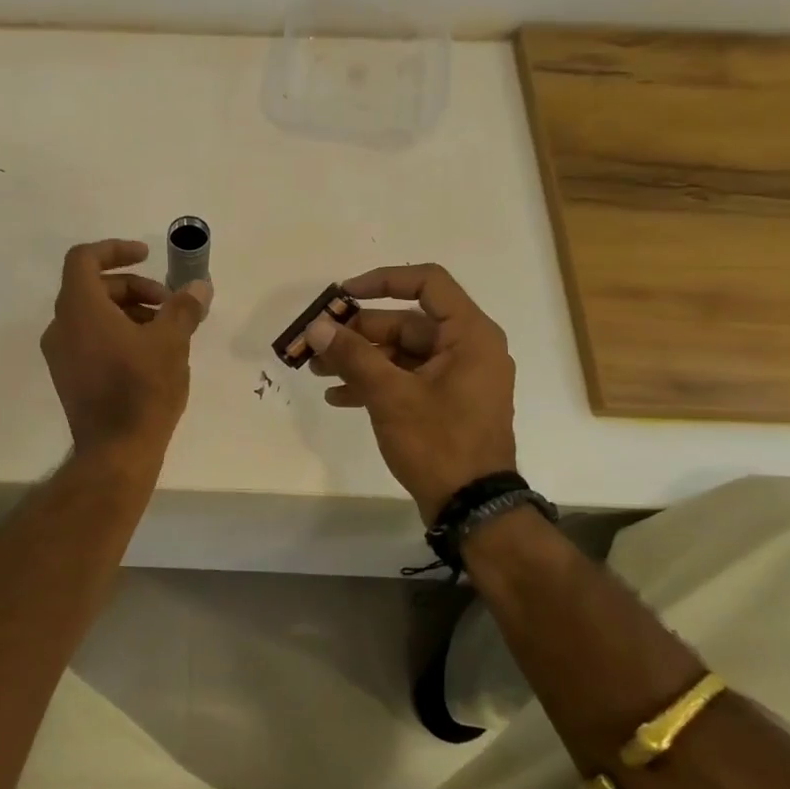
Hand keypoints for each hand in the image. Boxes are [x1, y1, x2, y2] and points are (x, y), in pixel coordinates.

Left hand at [41, 239, 211, 460]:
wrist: (116, 451)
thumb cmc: (142, 389)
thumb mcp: (171, 342)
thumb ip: (183, 308)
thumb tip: (199, 286)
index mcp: (79, 308)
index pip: (84, 258)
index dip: (115, 249)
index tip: (147, 255)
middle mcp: (61, 326)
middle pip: (93, 287)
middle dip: (134, 287)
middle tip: (169, 305)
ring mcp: (61, 355)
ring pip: (92, 315)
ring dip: (128, 311)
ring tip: (165, 332)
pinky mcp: (68, 378)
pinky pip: (89, 339)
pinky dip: (116, 333)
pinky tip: (149, 355)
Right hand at [306, 264, 516, 522]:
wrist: (473, 507)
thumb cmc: (438, 442)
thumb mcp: (390, 394)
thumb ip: (352, 355)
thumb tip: (317, 326)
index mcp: (469, 335)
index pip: (427, 282)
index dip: (383, 280)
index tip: (343, 295)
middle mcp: (467, 348)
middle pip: (406, 323)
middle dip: (357, 332)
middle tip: (316, 343)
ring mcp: (457, 378)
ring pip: (401, 353)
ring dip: (359, 359)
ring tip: (317, 372)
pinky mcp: (445, 403)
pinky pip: (406, 379)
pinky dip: (375, 383)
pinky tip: (338, 397)